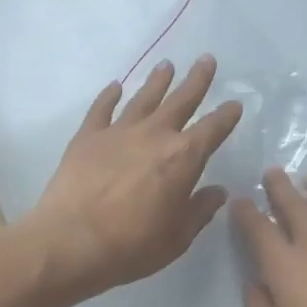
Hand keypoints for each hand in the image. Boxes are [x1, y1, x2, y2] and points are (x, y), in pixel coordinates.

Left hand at [21, 56, 242, 301]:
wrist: (71, 242)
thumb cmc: (131, 246)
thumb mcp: (177, 238)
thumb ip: (199, 211)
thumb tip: (218, 191)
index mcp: (183, 159)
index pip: (212, 130)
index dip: (226, 116)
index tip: (235, 103)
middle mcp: (154, 136)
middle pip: (180, 101)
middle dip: (196, 80)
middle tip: (206, 59)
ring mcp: (118, 132)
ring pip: (143, 98)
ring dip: (157, 81)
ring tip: (166, 65)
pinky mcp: (87, 137)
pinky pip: (101, 109)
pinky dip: (109, 96)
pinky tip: (115, 86)